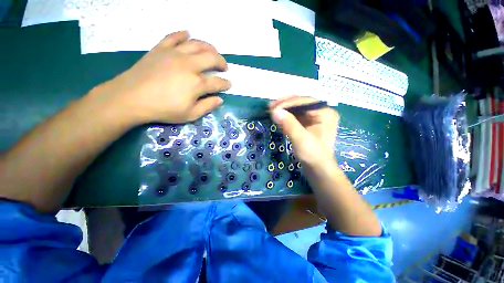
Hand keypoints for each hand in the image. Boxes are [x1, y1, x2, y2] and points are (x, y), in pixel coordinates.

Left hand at [97, 31, 230, 123]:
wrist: (131, 98)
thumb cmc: (163, 109)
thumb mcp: (190, 115)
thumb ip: (207, 106)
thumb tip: (220, 100)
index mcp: (197, 83)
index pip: (217, 82)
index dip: (225, 84)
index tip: (229, 84)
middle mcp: (189, 65)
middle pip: (211, 58)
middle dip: (221, 62)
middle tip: (224, 66)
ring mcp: (174, 54)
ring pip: (196, 44)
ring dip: (208, 46)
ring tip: (213, 51)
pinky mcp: (160, 49)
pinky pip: (173, 37)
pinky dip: (182, 34)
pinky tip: (187, 34)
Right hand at [269, 96, 338, 166]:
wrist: (318, 170)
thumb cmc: (313, 155)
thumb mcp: (301, 139)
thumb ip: (289, 124)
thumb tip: (275, 111)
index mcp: (325, 113)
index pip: (304, 101)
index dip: (287, 103)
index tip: (273, 108)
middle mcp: (321, 112)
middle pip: (300, 103)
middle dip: (285, 105)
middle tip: (270, 107)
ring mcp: (314, 118)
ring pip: (297, 109)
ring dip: (284, 110)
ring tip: (272, 111)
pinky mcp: (308, 125)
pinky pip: (296, 117)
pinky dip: (286, 117)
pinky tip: (278, 118)